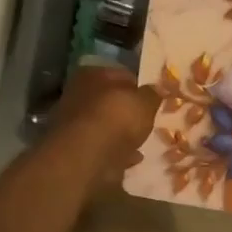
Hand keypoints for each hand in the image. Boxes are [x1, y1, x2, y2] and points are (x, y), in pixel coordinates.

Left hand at [50, 63, 157, 183]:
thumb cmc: (117, 118)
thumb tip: (157, 89)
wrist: (87, 157)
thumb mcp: (145, 102)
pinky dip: (116, 151)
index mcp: (92, 75)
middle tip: (147, 120)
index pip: (121, 75)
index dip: (139, 86)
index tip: (154, 98)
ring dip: (120, 132)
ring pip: (105, 124)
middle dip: (127, 110)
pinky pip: (102, 146)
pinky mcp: (75, 149)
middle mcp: (77, 94)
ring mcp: (73, 123)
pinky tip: (132, 157)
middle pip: (109, 101)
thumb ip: (153, 94)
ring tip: (142, 140)